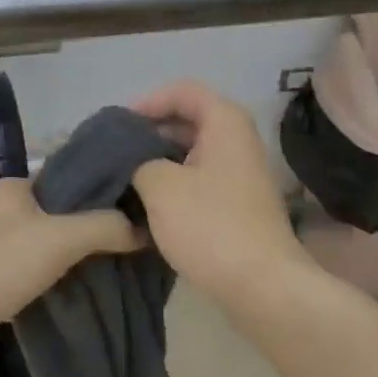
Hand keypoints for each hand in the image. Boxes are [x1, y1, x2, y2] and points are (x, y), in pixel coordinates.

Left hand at [0, 177, 139, 344]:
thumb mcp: (61, 239)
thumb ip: (104, 227)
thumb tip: (142, 228)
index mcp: (13, 186)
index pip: (67, 179)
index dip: (99, 194)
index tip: (130, 214)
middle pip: (53, 212)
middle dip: (83, 229)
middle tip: (120, 247)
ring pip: (36, 241)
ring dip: (61, 255)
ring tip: (98, 271)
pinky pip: (19, 267)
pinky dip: (40, 275)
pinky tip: (59, 290)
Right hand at [129, 81, 312, 305]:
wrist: (262, 285)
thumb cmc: (210, 226)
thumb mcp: (160, 186)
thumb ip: (138, 160)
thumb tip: (133, 161)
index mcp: (225, 123)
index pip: (184, 91)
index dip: (148, 102)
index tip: (119, 127)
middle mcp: (238, 140)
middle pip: (189, 119)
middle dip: (151, 132)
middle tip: (115, 152)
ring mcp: (241, 173)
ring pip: (192, 152)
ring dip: (160, 160)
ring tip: (125, 177)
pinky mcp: (238, 203)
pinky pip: (200, 178)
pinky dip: (174, 183)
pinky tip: (149, 203)